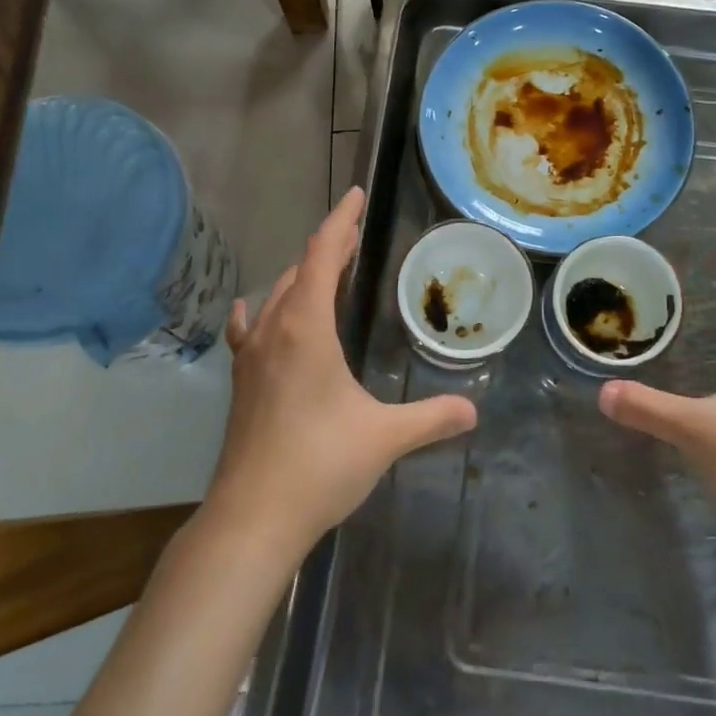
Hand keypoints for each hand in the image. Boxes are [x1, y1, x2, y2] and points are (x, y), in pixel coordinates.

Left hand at [207, 186, 477, 560]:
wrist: (251, 519)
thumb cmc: (319, 465)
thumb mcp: (384, 437)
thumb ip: (431, 417)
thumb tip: (473, 409)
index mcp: (305, 329)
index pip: (321, 256)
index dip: (340, 222)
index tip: (356, 195)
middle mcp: (274, 331)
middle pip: (298, 271)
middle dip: (327, 249)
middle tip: (354, 238)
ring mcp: (251, 358)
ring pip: (275, 297)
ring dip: (300, 277)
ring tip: (324, 272)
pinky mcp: (242, 384)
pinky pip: (250, 330)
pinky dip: (261, 311)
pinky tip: (255, 312)